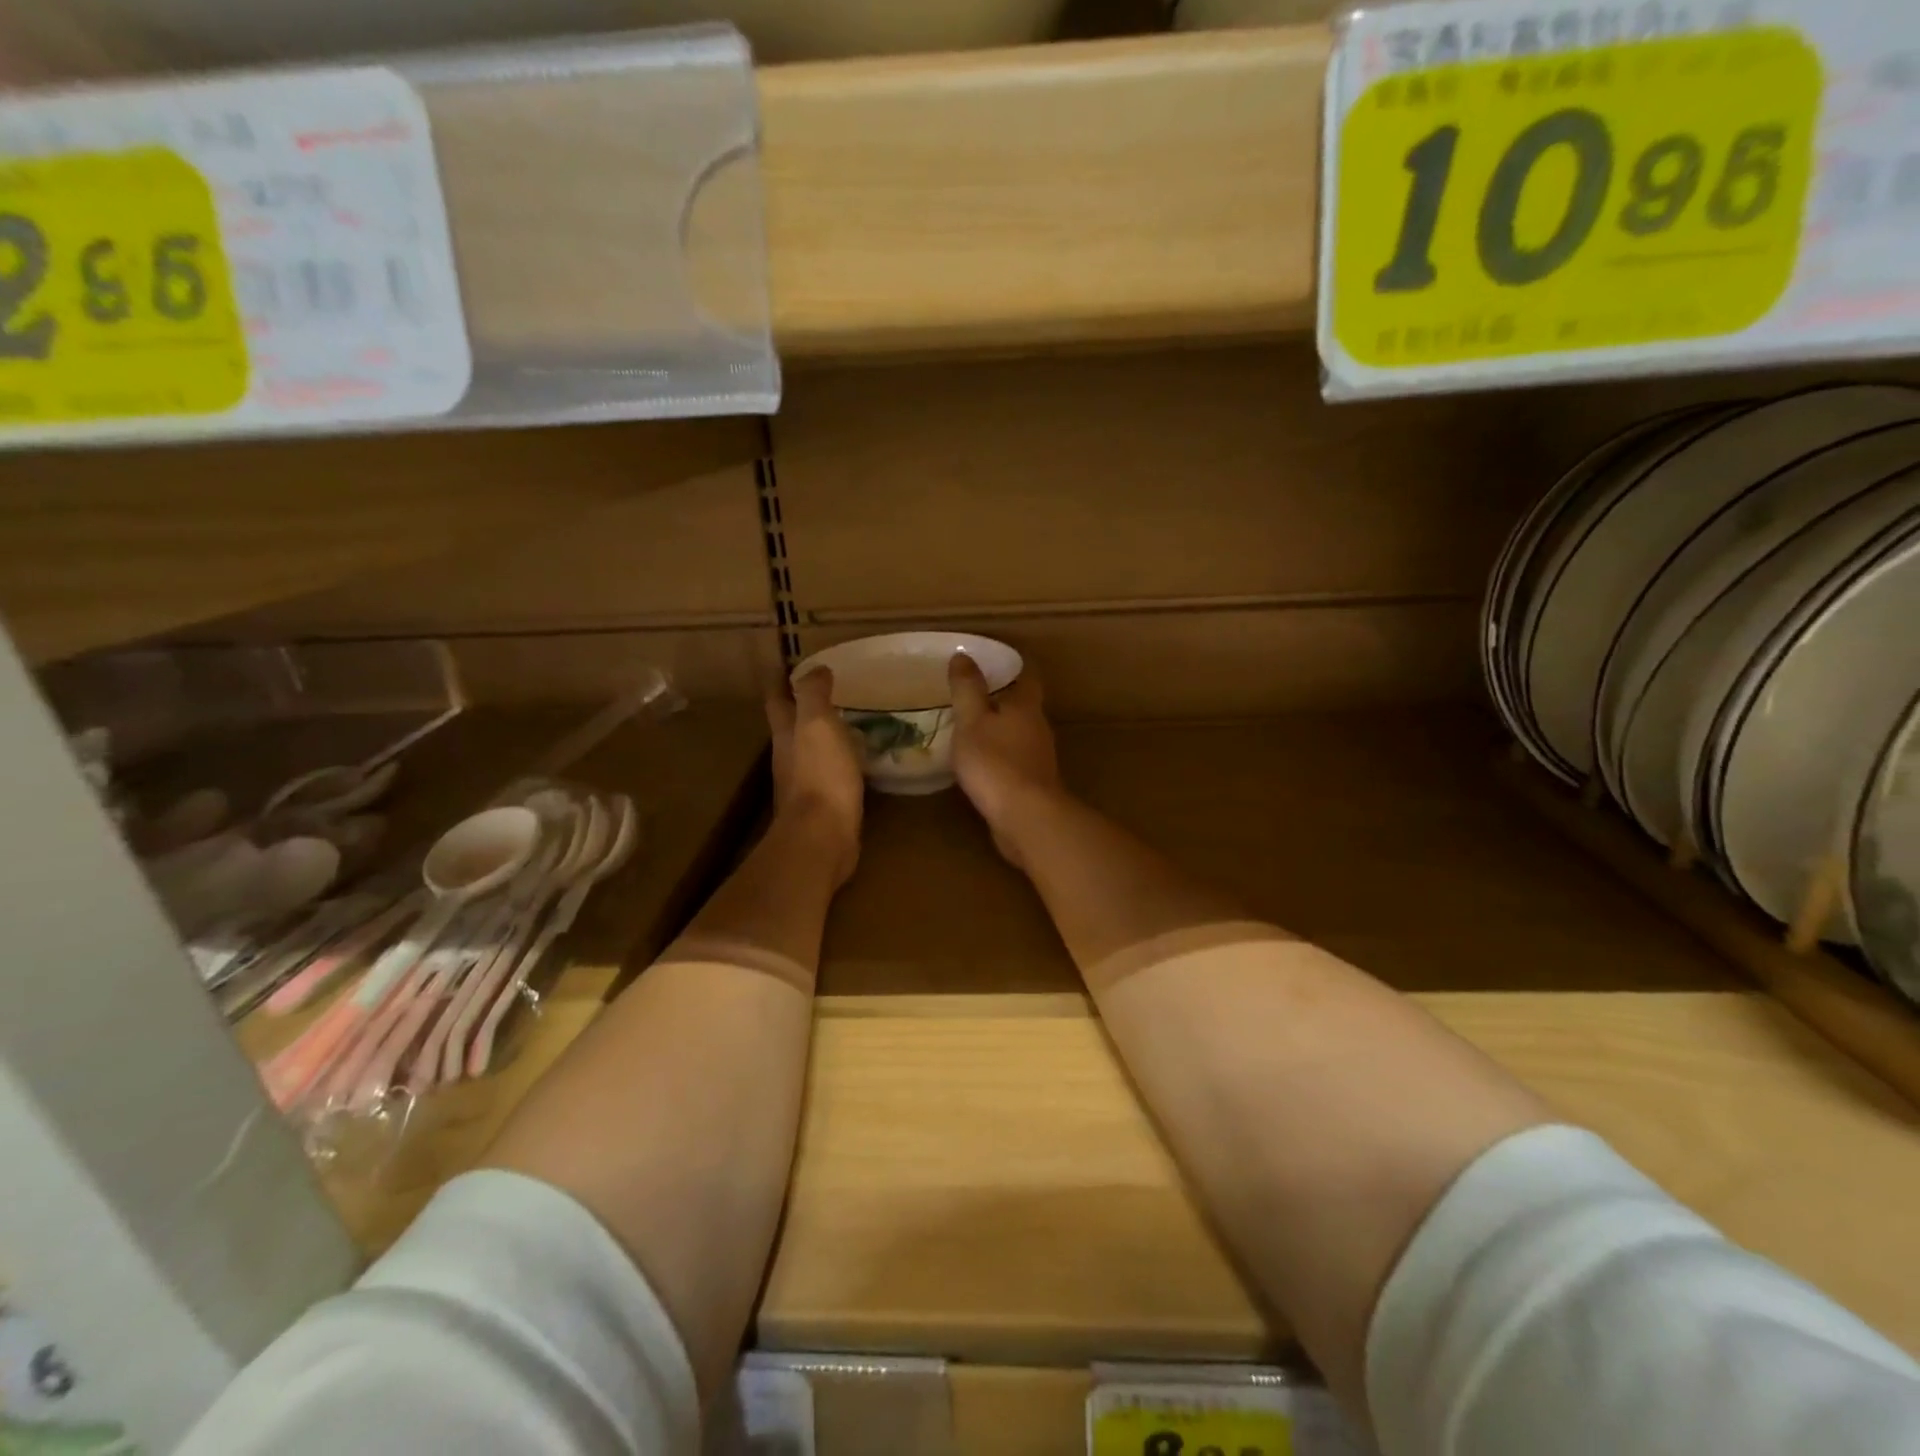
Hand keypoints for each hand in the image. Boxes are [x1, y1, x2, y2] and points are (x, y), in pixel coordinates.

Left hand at [767, 668, 863, 886]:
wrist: (823, 837)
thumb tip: (814, 669)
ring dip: (819, 734)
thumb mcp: (817, 724)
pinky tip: (853, 760)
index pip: (777, 699)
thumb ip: (813, 695)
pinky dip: (836, 760)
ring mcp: (803, 783)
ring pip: (807, 749)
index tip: (789, 663)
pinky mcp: (822, 805)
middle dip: (799, 706)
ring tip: (843, 721)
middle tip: (824, 690)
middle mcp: (788, 756)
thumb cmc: (820, 775)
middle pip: (788, 725)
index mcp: (785, 733)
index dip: (780, 680)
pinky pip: (828, 773)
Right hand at [949, 653, 1063, 869]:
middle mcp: (1038, 727)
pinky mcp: (1033, 783)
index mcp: (1026, 706)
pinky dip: (999, 755)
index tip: (991, 660)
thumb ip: (967, 689)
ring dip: (1000, 729)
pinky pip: (1014, 760)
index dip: (1012, 665)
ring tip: (971, 727)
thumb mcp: (972, 721)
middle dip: (1002, 698)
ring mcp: (1038, 757)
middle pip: (1023, 705)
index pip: (1026, 675)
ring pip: (1019, 733)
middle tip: (972, 693)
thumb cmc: (996, 763)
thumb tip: (964, 655)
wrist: (1026, 818)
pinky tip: (980, 763)